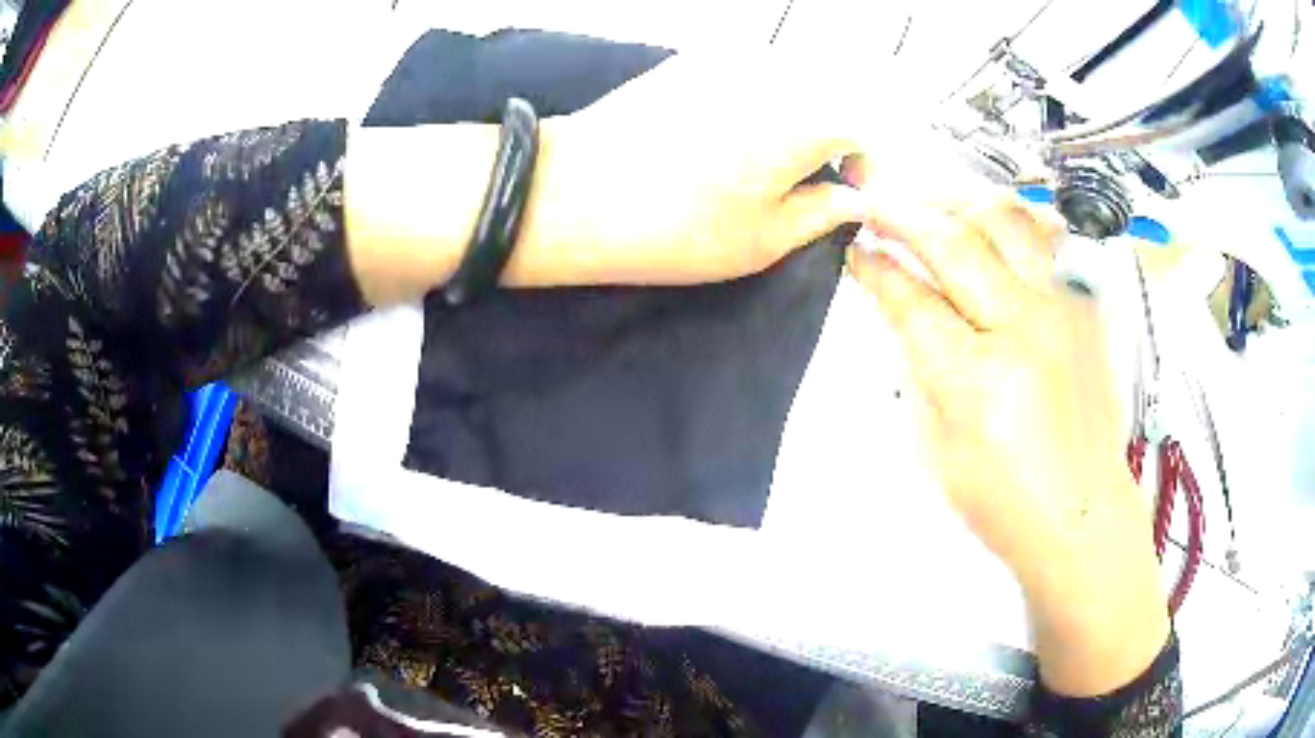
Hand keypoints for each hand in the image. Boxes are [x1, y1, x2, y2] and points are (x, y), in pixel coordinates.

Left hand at [505, 53, 871, 286]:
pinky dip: (755, 101)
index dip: (865, 165)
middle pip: (829, 98)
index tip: (846, 194)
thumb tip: (855, 198)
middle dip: (832, 139)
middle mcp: (774, 74)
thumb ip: (822, 212)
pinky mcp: (689, 60)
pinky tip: (722, 135)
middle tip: (806, 181)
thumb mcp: (763, 240)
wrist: (572, 193)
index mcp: (804, 118)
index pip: (864, 128)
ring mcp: (727, 60)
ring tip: (762, 161)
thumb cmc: (675, 227)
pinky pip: (747, 74)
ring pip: (789, 82)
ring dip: (794, 118)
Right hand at [848, 195, 1168, 695]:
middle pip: (955, 241)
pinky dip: (1013, 219)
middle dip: (904, 214)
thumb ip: (917, 368)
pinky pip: (1048, 236)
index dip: (875, 267)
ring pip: (1007, 218)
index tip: (857, 249)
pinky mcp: (1086, 307)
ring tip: (935, 207)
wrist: (1082, 514)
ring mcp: (1063, 311)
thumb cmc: (1006, 501)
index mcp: (976, 380)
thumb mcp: (936, 449)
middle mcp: (1025, 330)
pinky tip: (993, 226)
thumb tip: (901, 308)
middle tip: (878, 206)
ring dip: (959, 202)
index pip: (911, 298)